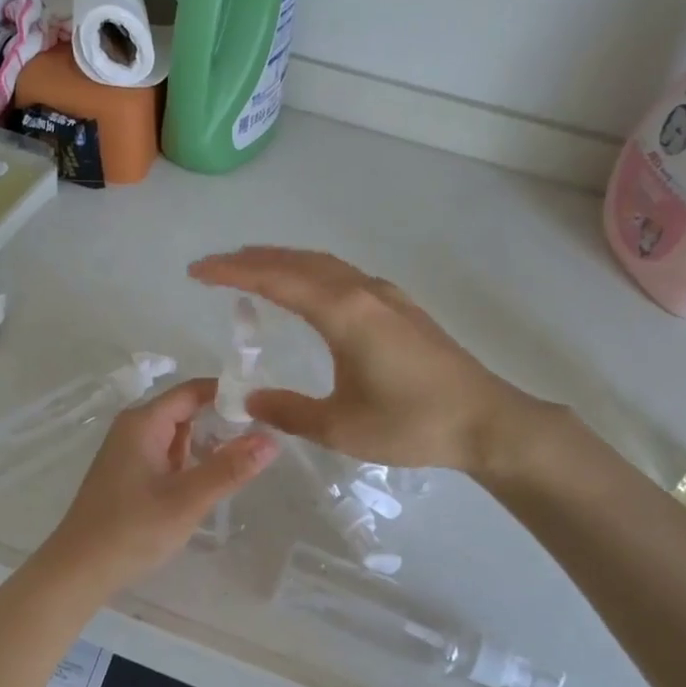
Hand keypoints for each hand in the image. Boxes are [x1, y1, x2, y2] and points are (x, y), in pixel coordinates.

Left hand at [38, 377, 279, 593]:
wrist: (78, 570)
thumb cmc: (131, 531)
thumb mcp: (187, 500)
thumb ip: (230, 469)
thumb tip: (271, 439)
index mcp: (143, 422)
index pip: (193, 390)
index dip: (228, 394)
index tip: (264, 408)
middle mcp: (134, 428)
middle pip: (186, 410)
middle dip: (222, 421)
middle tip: (262, 438)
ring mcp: (129, 450)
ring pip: (178, 434)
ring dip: (207, 444)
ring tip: (244, 460)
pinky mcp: (128, 472)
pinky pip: (167, 454)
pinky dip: (190, 461)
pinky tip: (210, 480)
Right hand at [189, 247, 556, 475]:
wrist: (487, 421)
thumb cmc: (413, 424)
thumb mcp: (341, 427)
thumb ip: (289, 411)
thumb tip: (249, 399)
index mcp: (344, 313)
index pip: (276, 280)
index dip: (233, 272)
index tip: (197, 271)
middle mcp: (363, 292)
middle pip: (298, 262)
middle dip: (252, 259)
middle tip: (214, 266)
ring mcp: (385, 296)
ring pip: (323, 264)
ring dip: (283, 261)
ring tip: (250, 268)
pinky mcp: (400, 307)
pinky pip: (343, 275)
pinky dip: (311, 272)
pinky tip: (307, 289)